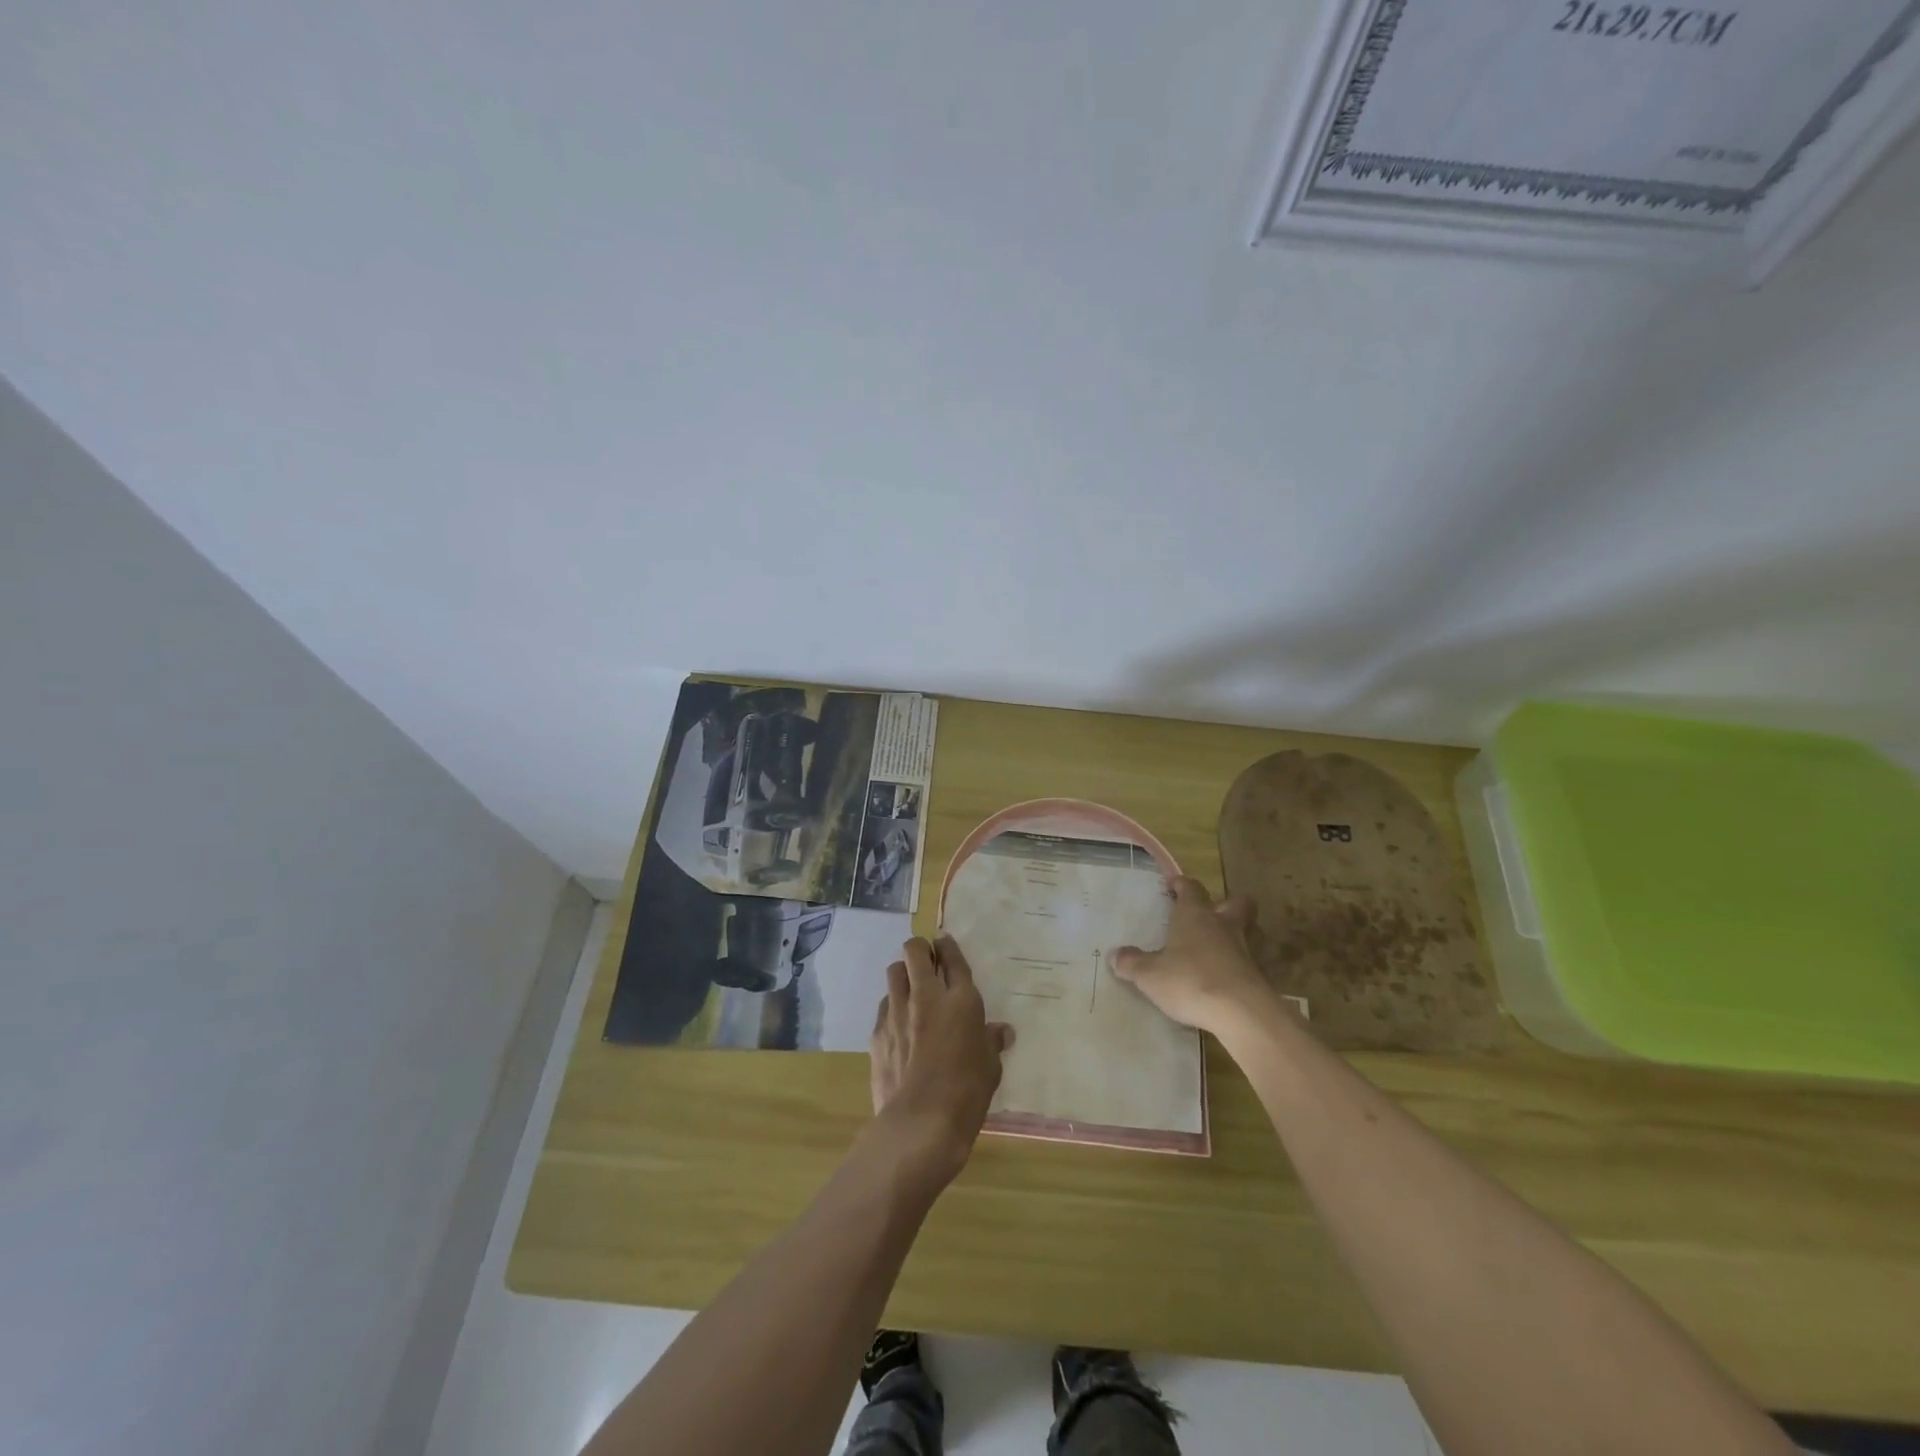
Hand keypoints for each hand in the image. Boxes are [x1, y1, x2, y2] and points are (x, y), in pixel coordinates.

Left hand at [869, 936, 1012, 1187]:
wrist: (920, 1122)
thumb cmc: (966, 1092)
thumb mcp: (990, 1067)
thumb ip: (992, 1042)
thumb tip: (1002, 1031)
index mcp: (961, 999)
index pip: (952, 958)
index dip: (948, 947)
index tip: (944, 944)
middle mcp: (926, 996)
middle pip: (915, 951)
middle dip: (920, 950)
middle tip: (927, 962)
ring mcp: (897, 1011)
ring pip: (894, 972)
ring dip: (903, 975)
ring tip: (910, 991)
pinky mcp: (877, 1031)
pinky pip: (884, 1004)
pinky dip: (892, 1006)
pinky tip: (899, 1025)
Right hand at [1110, 876, 1274, 1038]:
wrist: (1241, 1013)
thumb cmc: (1190, 981)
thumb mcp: (1149, 975)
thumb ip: (1132, 963)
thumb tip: (1115, 955)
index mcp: (1195, 915)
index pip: (1191, 888)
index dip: (1181, 884)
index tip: (1173, 885)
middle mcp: (1223, 925)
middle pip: (1235, 902)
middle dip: (1225, 903)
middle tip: (1210, 913)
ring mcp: (1247, 949)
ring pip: (1250, 930)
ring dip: (1240, 933)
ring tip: (1223, 946)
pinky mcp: (1260, 976)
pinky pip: (1254, 962)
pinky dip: (1243, 966)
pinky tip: (1231, 978)